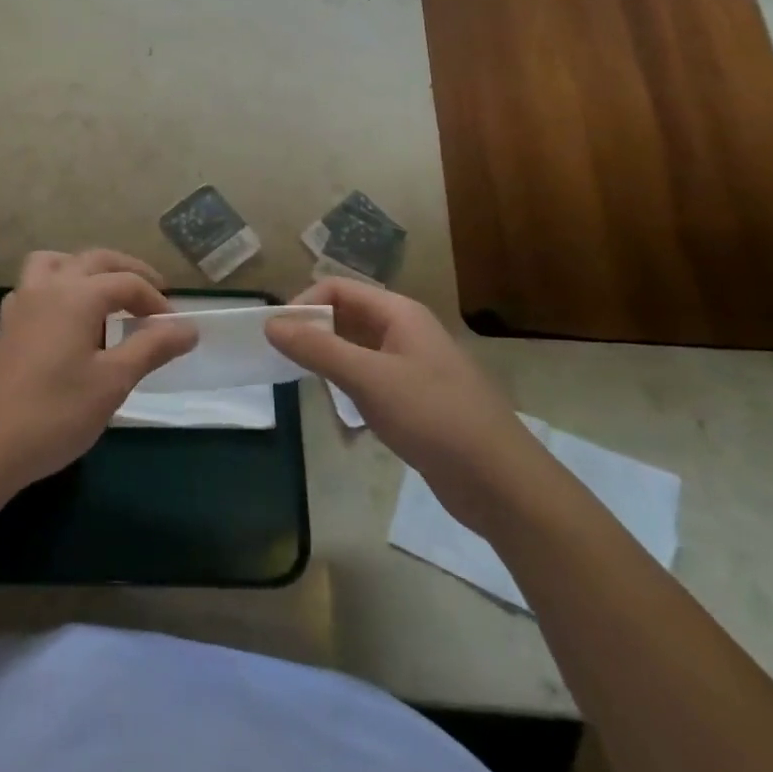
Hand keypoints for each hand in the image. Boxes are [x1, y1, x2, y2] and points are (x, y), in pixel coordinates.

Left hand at [0, 249, 198, 497]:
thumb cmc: (55, 413)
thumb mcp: (113, 382)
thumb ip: (152, 347)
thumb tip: (189, 327)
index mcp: (77, 294)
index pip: (127, 283)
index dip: (156, 301)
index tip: (175, 329)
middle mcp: (47, 287)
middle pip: (94, 260)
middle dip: (128, 272)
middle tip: (154, 295)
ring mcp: (21, 303)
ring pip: (57, 263)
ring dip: (86, 269)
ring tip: (106, 295)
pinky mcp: (7, 326)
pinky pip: (36, 286)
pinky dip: (59, 287)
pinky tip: (66, 319)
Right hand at [265, 278, 547, 531]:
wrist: (501, 483)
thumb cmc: (433, 417)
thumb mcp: (368, 378)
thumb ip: (317, 349)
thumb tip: (271, 324)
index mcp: (399, 314)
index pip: (338, 289)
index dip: (304, 304)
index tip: (277, 336)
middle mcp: (405, 332)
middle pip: (346, 317)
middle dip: (314, 335)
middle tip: (285, 362)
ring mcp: (413, 367)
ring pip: (356, 351)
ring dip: (330, 365)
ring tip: (310, 389)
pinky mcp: (416, 400)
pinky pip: (371, 381)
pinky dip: (350, 391)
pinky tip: (343, 418)